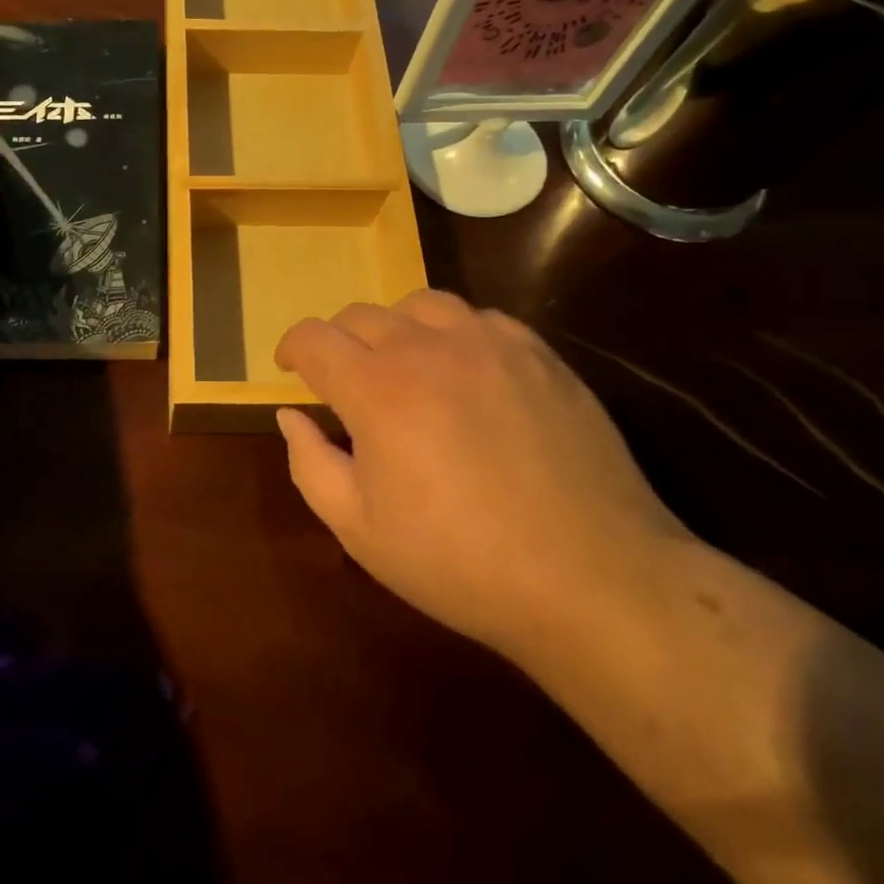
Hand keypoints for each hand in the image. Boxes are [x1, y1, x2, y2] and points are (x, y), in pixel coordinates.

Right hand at [273, 291, 691, 655]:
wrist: (593, 579)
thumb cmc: (460, 562)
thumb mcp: (359, 529)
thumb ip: (309, 463)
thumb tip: (291, 415)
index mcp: (376, 389)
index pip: (314, 337)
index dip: (292, 347)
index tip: (290, 368)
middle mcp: (427, 349)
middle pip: (361, 315)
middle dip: (339, 341)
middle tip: (344, 381)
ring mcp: (489, 344)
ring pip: (420, 304)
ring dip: (396, 328)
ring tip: (403, 366)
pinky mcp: (538, 354)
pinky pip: (480, 318)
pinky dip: (455, 334)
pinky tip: (465, 373)